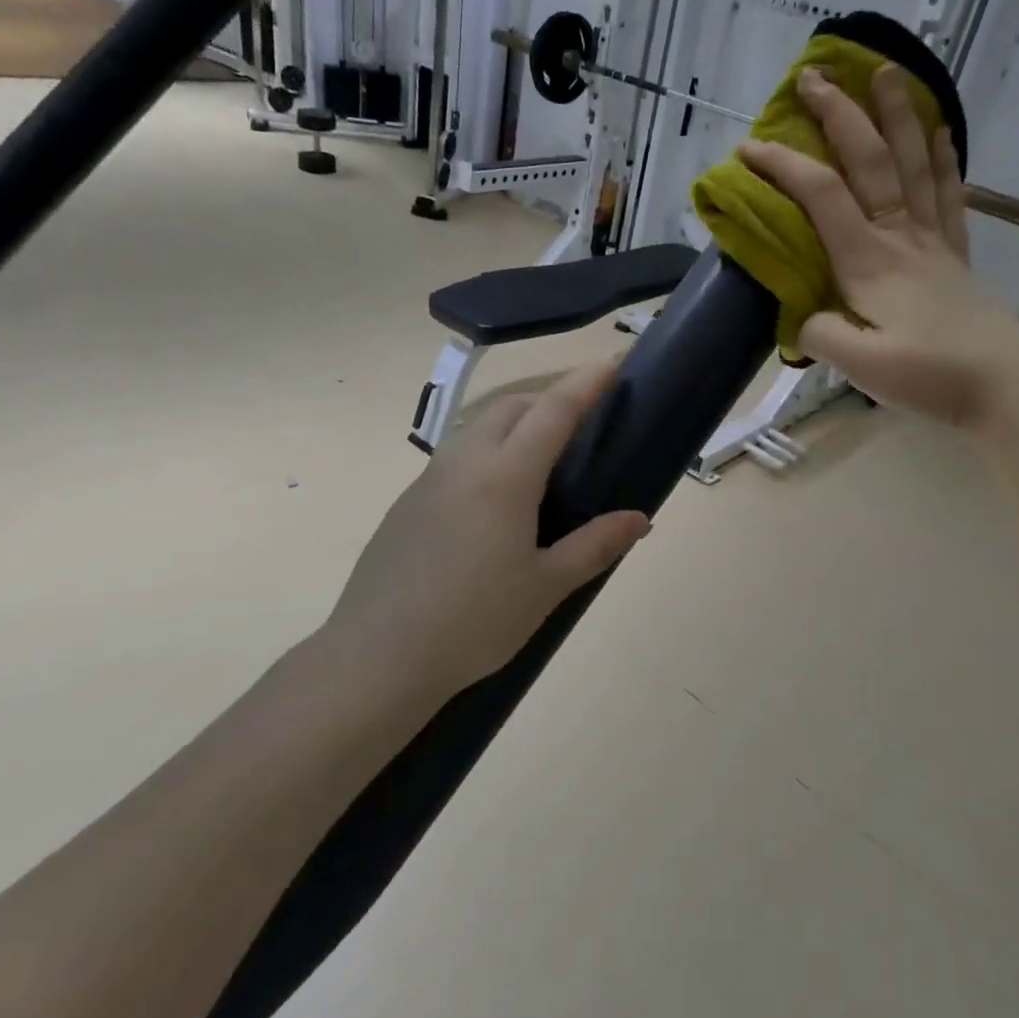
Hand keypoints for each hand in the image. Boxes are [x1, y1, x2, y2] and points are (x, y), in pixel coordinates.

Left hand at [323, 362, 650, 696]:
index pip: (553, 411)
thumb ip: (596, 545)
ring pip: (477, 427)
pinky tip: (495, 498)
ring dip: (514, 421)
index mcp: (505, 477)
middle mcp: (464, 463)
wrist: (379, 656)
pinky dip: (487, 451)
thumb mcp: (546, 587)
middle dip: (548, 398)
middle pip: (510, 406)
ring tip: (541, 455)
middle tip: (581, 420)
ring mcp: (428, 480)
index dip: (586, 382)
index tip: (612, 361)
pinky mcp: (407, 503)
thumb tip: (639, 519)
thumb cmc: (474, 623)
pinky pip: (455, 457)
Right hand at [736, 64, 1018, 425]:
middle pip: (869, 162)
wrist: (1007, 387)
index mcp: (869, 262)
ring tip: (886, 72)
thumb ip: (820, 334)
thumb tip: (803, 315)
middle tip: (814, 76)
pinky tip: (940, 130)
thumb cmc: (930, 376)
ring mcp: (932, 242)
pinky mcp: (954, 255)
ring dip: (896, 115)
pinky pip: (948, 193)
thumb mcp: (860, 367)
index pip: (821, 198)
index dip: (784, 166)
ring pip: (912, 163)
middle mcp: (900, 237)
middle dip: (839, 115)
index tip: (749, 147)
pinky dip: (942, 157)